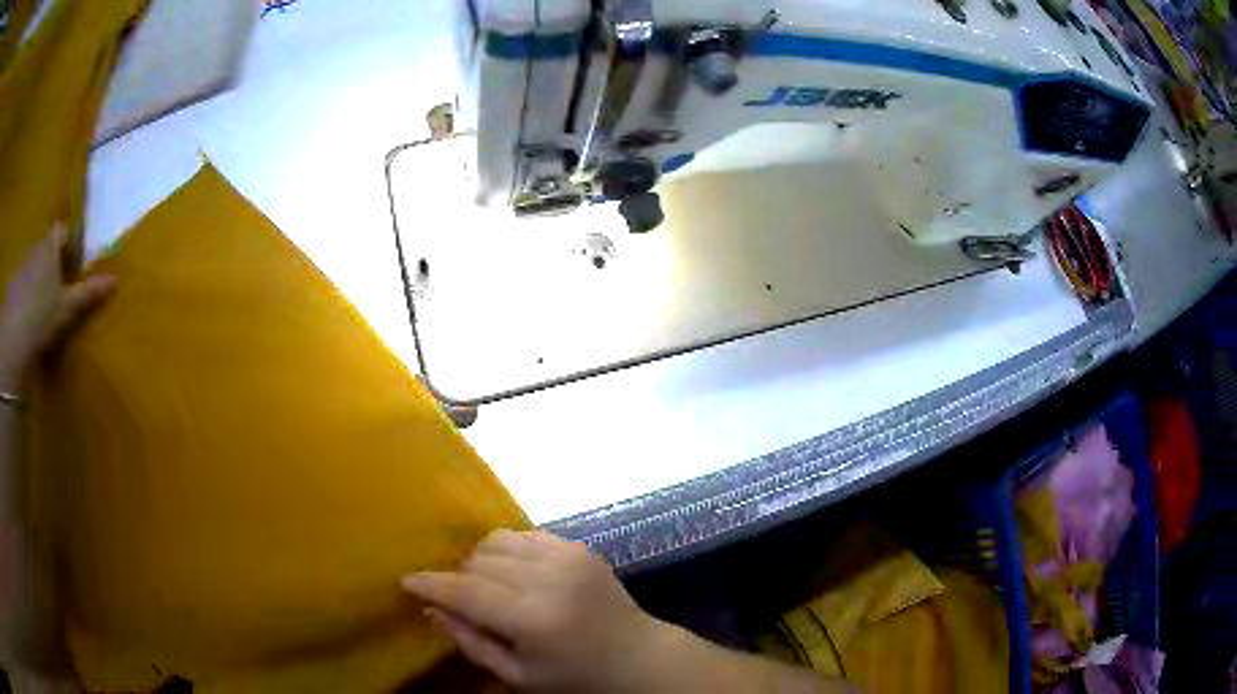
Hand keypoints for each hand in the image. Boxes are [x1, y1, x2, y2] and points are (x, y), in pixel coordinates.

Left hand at [1, 226, 114, 389]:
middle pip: (46, 247)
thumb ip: (88, 293)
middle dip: (50, 261)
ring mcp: (21, 265)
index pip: (62, 232)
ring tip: (38, 303)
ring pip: (32, 264)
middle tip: (55, 286)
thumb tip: (115, 280)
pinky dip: (23, 291)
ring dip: (35, 276)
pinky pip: (20, 281)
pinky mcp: (11, 284)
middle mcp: (36, 248)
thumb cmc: (42, 317)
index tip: (71, 261)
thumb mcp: (67, 309)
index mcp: (51, 248)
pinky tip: (24, 314)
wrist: (14, 338)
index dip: (67, 242)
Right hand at [402, 530, 666, 692]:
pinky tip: (513, 572)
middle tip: (454, 597)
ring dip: (480, 559)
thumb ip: (471, 642)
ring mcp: (568, 556)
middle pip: (479, 560)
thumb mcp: (518, 677)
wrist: (639, 657)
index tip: (406, 580)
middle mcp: (550, 578)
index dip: (431, 583)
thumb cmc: (576, 678)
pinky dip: (508, 550)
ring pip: (498, 540)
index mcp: (535, 618)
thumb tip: (431, 607)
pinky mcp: (579, 546)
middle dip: (457, 575)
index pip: (466, 591)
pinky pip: (525, 535)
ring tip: (485, 585)